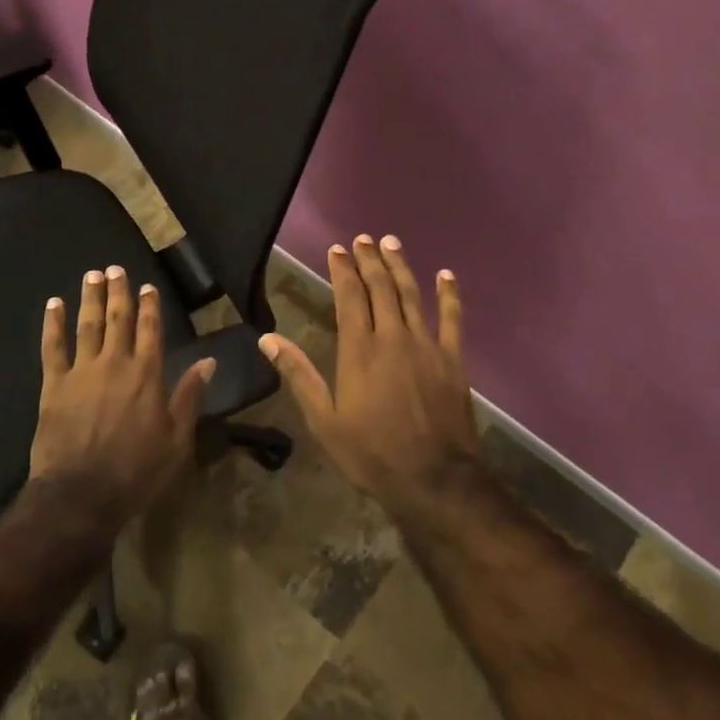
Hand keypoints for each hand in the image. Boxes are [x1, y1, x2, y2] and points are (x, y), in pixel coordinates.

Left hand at [31, 265, 215, 524]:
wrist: (81, 495)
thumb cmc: (136, 471)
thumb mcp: (176, 439)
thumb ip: (190, 396)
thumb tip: (209, 362)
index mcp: (147, 374)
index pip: (150, 329)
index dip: (150, 306)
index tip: (147, 286)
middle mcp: (115, 363)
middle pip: (118, 319)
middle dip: (119, 292)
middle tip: (115, 269)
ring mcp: (82, 371)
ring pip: (87, 325)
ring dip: (90, 298)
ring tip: (91, 275)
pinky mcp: (53, 385)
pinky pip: (52, 347)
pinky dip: (52, 324)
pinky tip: (53, 304)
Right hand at [258, 235, 480, 515]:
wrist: (434, 480)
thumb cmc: (371, 452)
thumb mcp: (324, 420)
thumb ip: (298, 374)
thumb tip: (267, 338)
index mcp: (359, 350)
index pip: (349, 297)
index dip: (343, 270)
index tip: (337, 249)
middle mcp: (392, 337)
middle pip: (380, 288)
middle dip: (369, 260)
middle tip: (363, 239)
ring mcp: (426, 345)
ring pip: (412, 295)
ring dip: (400, 266)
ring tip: (391, 243)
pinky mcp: (452, 359)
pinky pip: (452, 319)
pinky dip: (449, 294)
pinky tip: (446, 274)